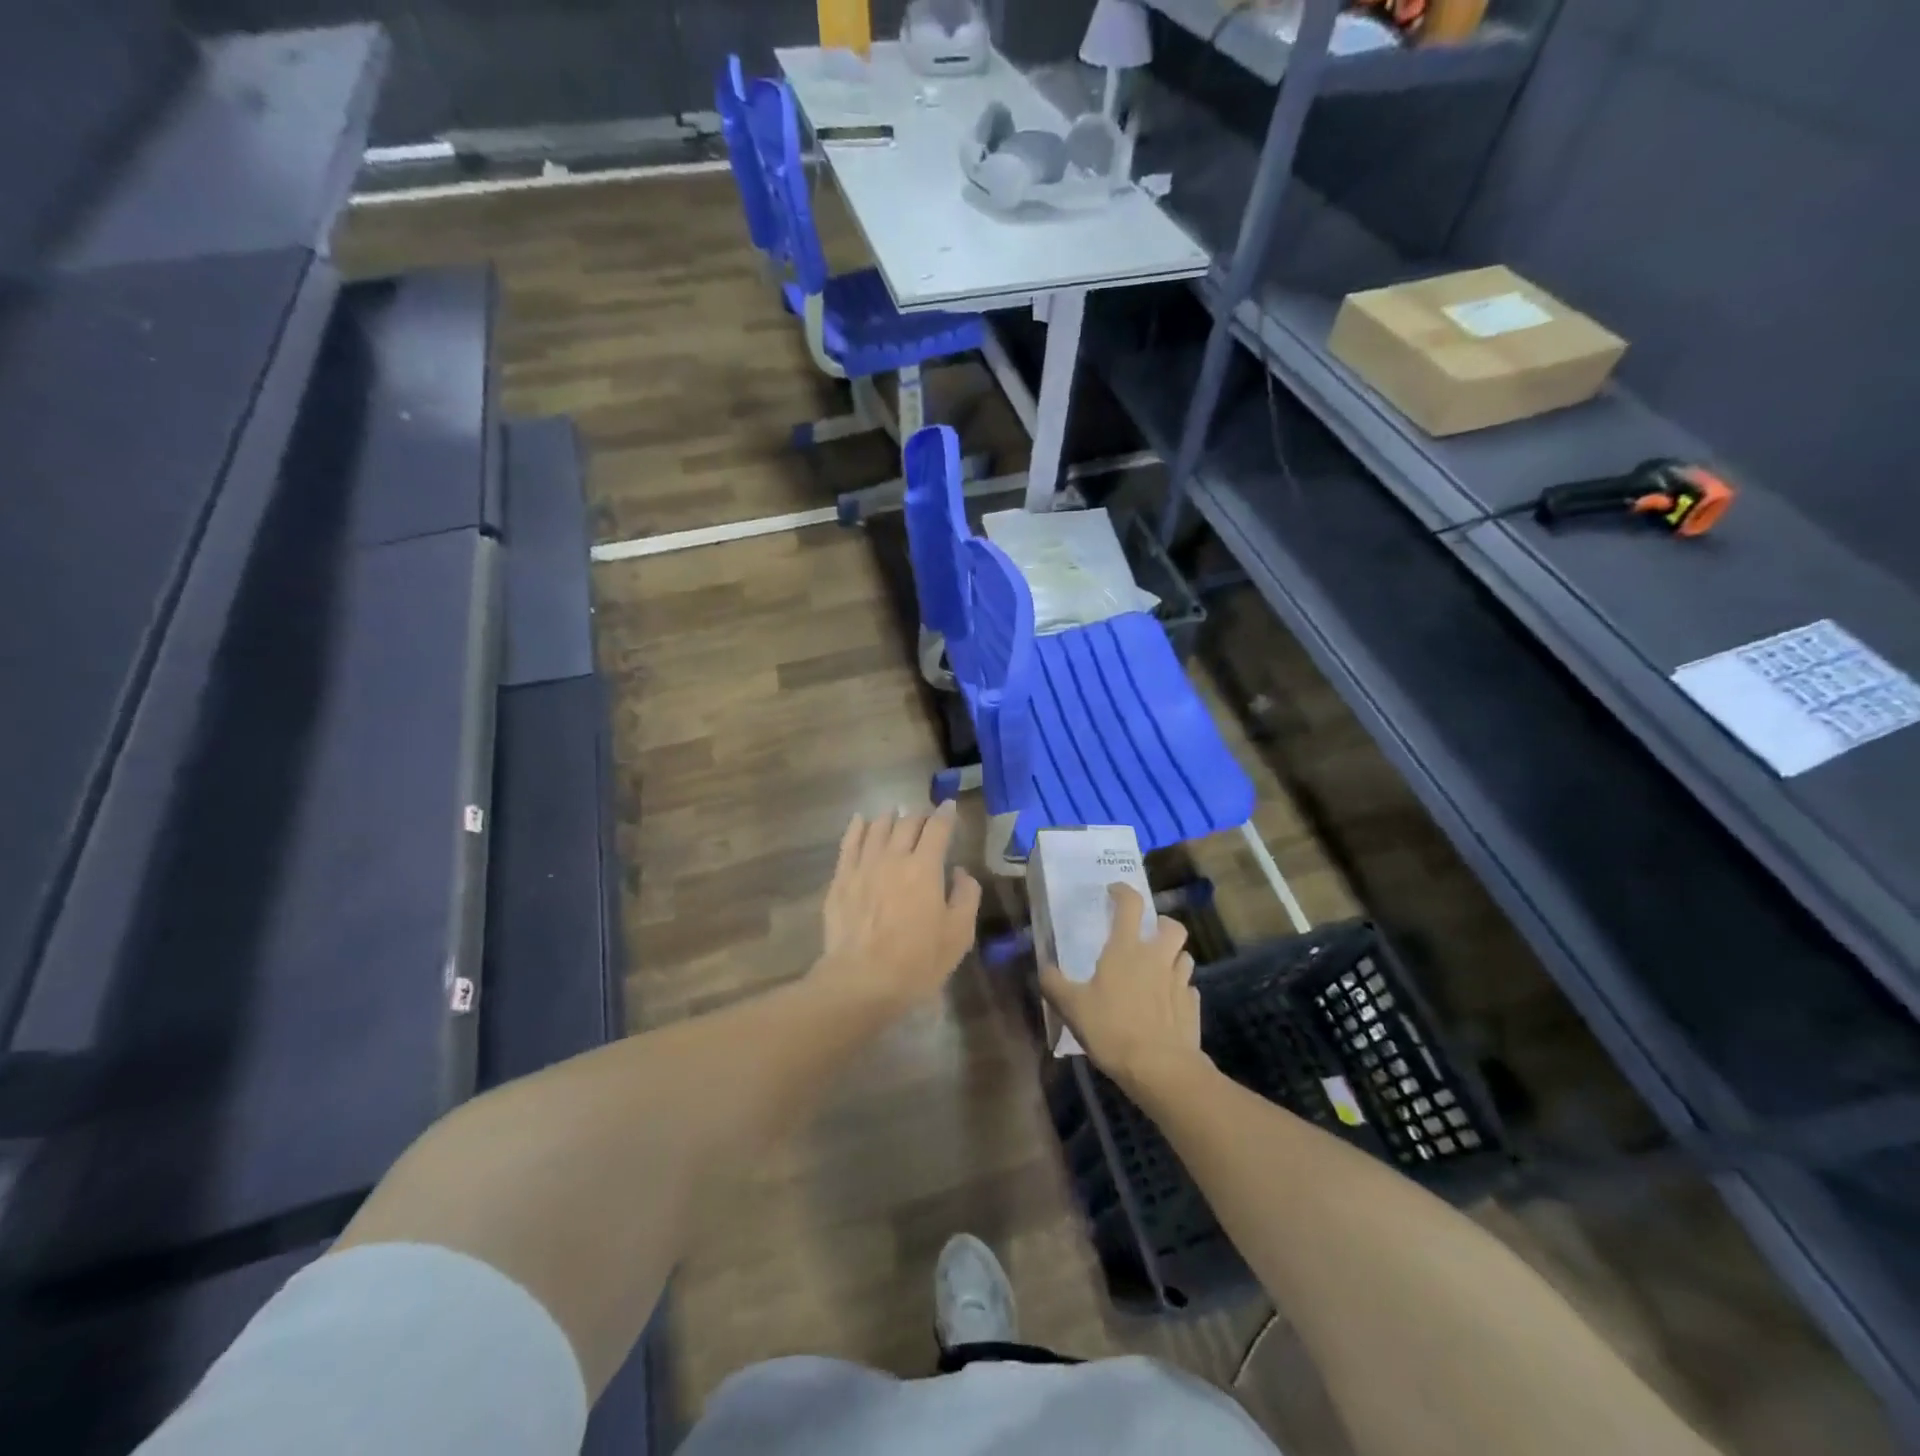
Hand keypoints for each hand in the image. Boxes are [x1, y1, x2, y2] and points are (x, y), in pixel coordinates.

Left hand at [812, 802, 982, 1019]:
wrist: (861, 980)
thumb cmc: (917, 961)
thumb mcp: (958, 934)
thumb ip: (966, 896)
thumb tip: (961, 871)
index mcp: (925, 868)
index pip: (938, 829)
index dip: (945, 815)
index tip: (949, 806)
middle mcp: (894, 857)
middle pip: (907, 823)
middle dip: (919, 816)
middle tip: (925, 818)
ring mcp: (863, 865)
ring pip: (877, 828)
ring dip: (890, 818)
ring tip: (896, 815)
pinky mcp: (840, 879)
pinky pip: (849, 843)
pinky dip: (857, 827)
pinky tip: (860, 820)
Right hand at [1040, 885, 1207, 1090]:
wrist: (1160, 1068)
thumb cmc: (1112, 1028)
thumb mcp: (1071, 1007)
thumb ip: (1054, 984)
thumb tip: (1043, 968)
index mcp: (1126, 949)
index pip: (1131, 905)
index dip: (1123, 892)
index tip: (1114, 891)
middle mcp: (1157, 958)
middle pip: (1172, 926)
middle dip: (1162, 924)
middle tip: (1148, 934)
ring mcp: (1179, 982)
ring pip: (1185, 956)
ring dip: (1173, 957)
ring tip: (1158, 970)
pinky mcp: (1192, 1007)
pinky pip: (1189, 989)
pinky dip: (1180, 990)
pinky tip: (1168, 1003)